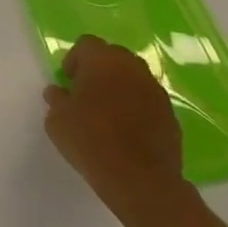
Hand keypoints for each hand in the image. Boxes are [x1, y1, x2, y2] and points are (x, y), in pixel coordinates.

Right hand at [43, 36, 186, 214]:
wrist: (140, 181)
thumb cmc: (91, 141)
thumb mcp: (57, 120)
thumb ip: (56, 99)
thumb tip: (59, 92)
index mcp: (102, 61)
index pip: (86, 45)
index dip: (74, 60)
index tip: (69, 82)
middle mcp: (132, 68)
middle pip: (113, 57)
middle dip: (100, 70)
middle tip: (87, 94)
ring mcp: (155, 91)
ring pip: (133, 78)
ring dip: (121, 88)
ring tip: (108, 114)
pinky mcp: (171, 115)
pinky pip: (148, 101)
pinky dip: (137, 108)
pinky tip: (127, 131)